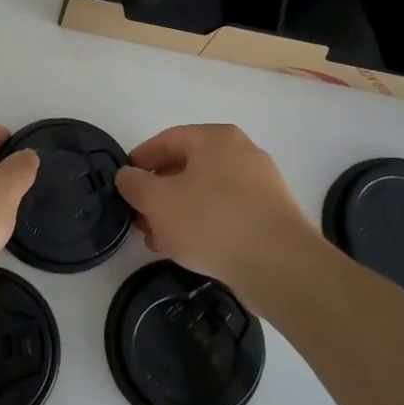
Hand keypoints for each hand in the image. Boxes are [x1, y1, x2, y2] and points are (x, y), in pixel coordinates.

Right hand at [114, 124, 327, 305]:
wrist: (280, 265)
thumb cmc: (211, 221)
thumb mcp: (157, 201)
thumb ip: (134, 184)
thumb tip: (127, 176)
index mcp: (215, 139)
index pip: (167, 140)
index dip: (140, 160)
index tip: (124, 182)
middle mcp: (242, 153)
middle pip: (187, 166)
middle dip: (158, 192)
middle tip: (140, 216)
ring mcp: (261, 184)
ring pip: (205, 192)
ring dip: (177, 212)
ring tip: (159, 239)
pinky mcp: (271, 215)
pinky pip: (226, 211)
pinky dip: (203, 224)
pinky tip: (189, 248)